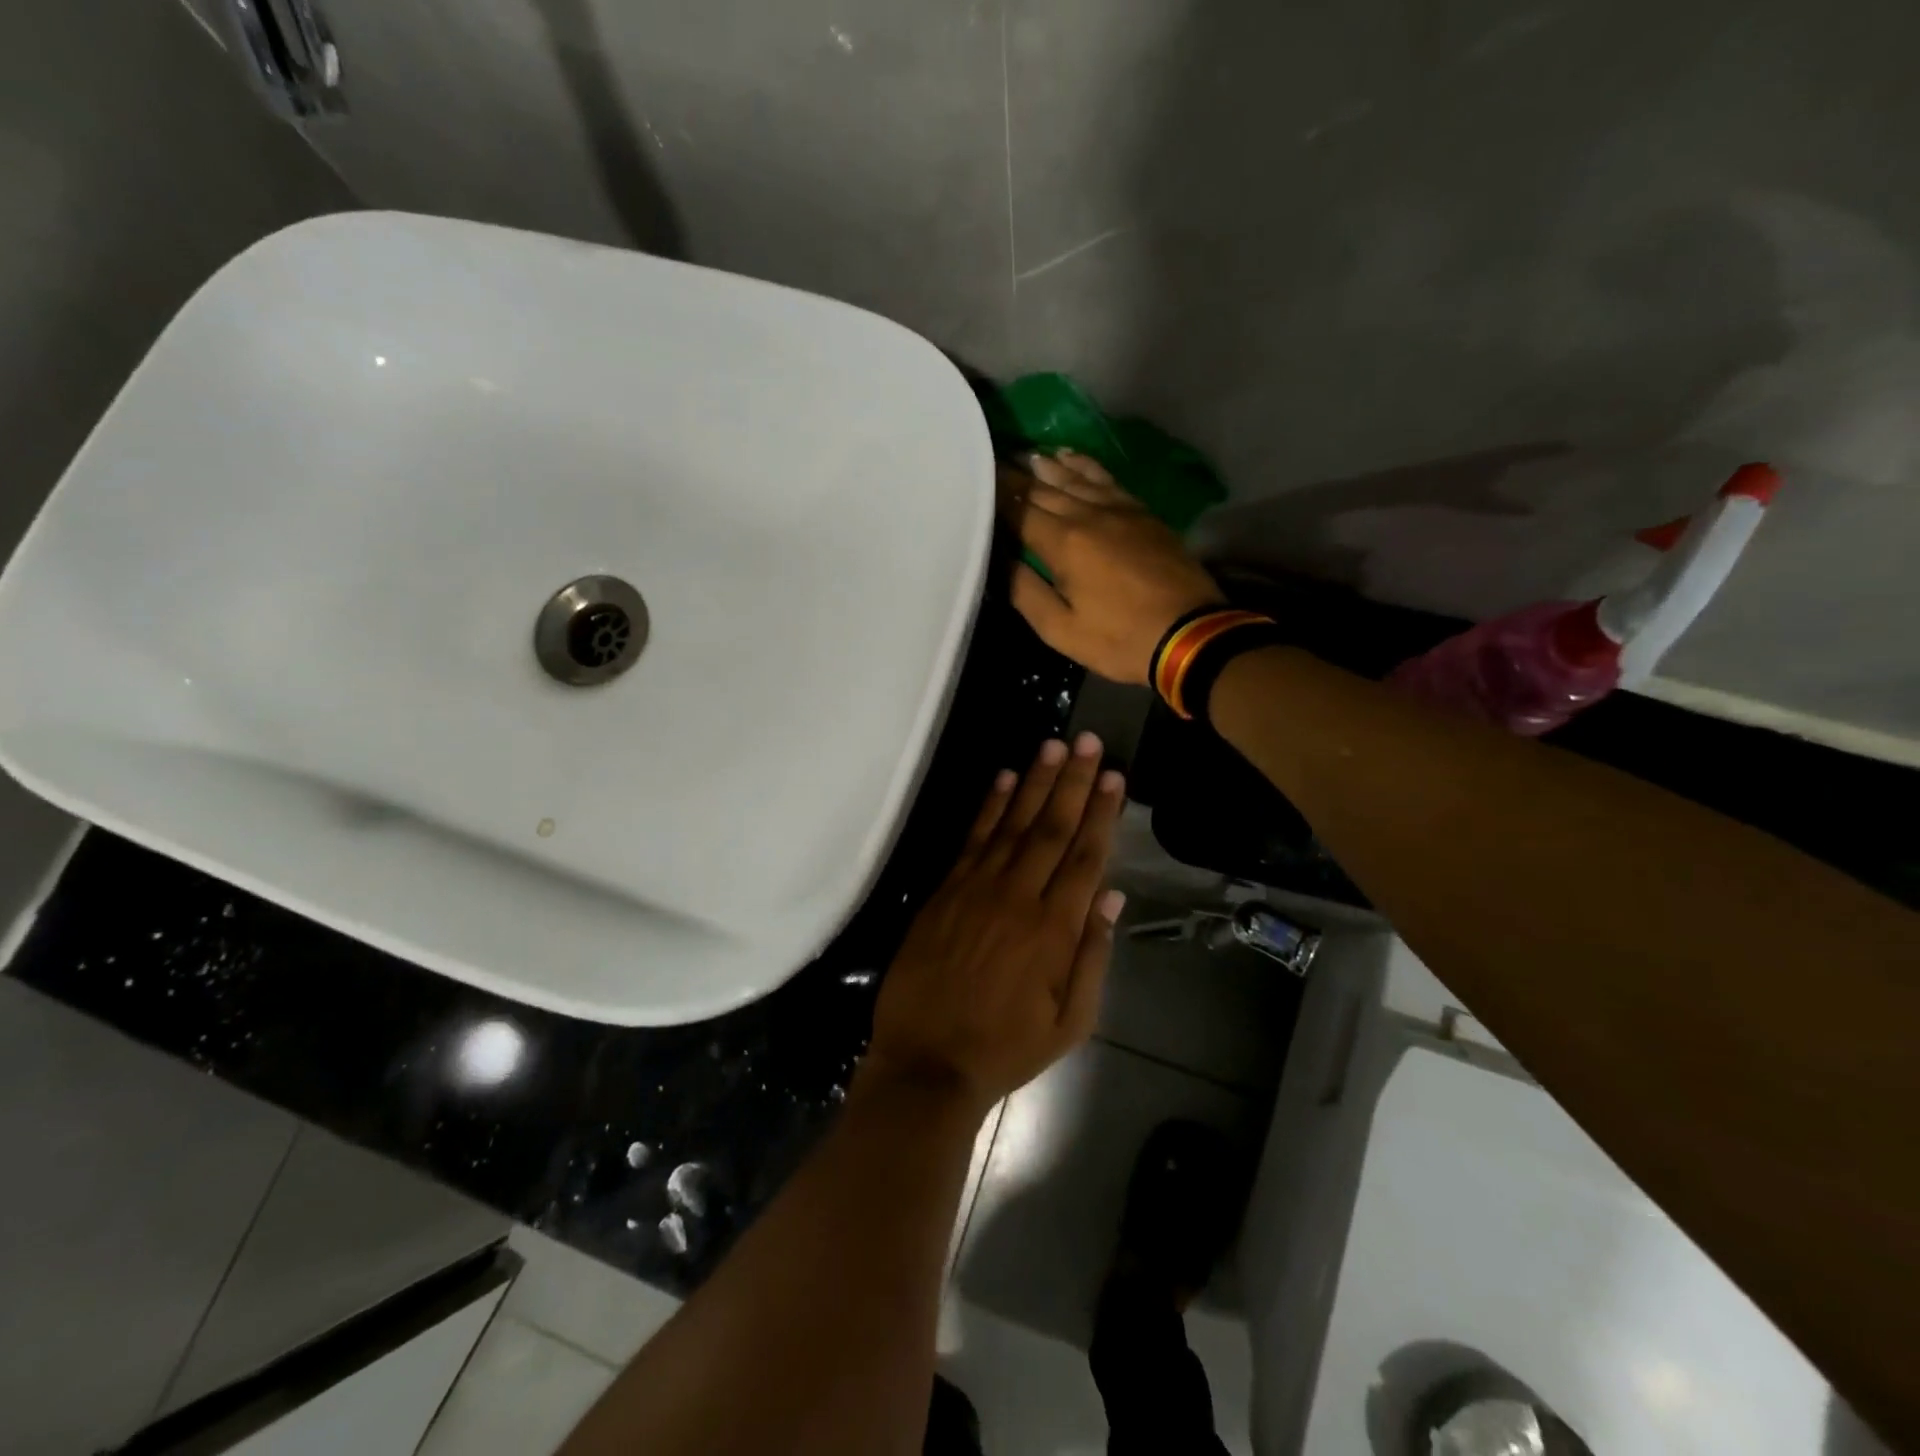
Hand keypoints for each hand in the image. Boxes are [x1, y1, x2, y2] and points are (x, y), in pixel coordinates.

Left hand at [862, 733, 1126, 1114]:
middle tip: (1088, 743)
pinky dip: (990, 806)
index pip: (1085, 858)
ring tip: (1054, 747)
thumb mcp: (1069, 1022)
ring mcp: (977, 889)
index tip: (1114, 777)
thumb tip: (1112, 898)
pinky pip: (973, 839)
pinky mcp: (946, 891)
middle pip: (1052, 829)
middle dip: (1073, 783)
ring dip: (1036, 783)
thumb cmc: (1006, 1048)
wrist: (928, 1062)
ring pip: (1013, 824)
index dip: (1102, 814)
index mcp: (1054, 930)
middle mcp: (1018, 897)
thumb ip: (1092, 957)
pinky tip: (1005, 779)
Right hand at [998, 451, 1224, 684]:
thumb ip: (1026, 592)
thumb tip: (1000, 560)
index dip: (995, 495)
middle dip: (1016, 477)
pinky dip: (1085, 465)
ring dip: (1048, 467)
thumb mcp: (1062, 630)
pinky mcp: (1141, 512)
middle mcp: (1088, 514)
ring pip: (1075, 478)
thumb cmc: (1120, 639)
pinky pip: (1106, 478)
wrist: (1190, 633)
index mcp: (1063, 542)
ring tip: (1026, 456)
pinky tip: (1071, 458)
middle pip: (1044, 489)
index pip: (1019, 509)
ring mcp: (1119, 509)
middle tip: (992, 464)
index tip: (974, 481)